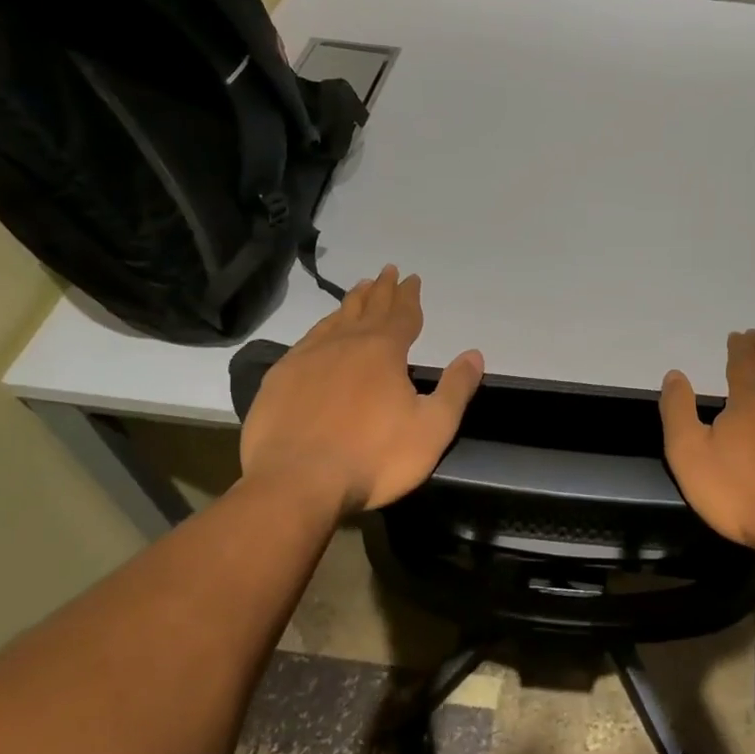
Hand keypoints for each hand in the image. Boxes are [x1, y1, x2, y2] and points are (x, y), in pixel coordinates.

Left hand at [239, 265, 483, 516]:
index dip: (409, 296)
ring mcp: (308, 359)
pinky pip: (306, 341)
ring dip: (350, 303)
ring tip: (358, 289)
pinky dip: (320, 328)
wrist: (296, 483)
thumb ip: (456, 389)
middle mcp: (345, 344)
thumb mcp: (432, 428)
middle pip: (367, 309)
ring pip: (334, 320)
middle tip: (386, 270)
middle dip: (381, 290)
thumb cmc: (373, 458)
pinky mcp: (279, 379)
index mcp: (384, 352)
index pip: (402, 315)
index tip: (412, 278)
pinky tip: (321, 332)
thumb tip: (475, 354)